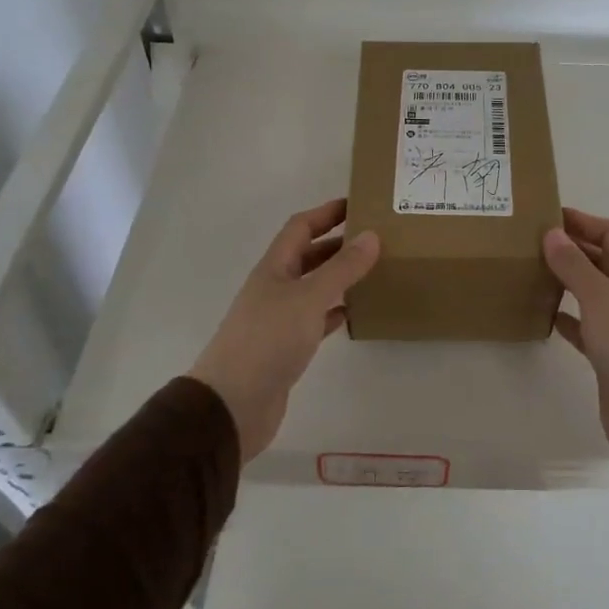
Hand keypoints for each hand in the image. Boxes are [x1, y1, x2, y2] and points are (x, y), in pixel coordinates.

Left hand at [188, 199, 378, 460]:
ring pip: (314, 287)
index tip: (359, 203)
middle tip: (376, 238)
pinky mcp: (286, 349)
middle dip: (338, 243)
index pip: (301, 227)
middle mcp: (274, 288)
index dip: (327, 212)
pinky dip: (334, 311)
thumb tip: (371, 236)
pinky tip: (355, 311)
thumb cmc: (268, 341)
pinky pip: (315, 320)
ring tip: (374, 270)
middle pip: (308, 256)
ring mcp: (279, 319)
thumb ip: (342, 268)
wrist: (232, 405)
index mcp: (274, 268)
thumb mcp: (309, 298)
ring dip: (339, 277)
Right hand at [544, 208, 608, 485]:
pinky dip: (565, 318)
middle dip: (571, 248)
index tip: (548, 216)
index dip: (584, 221)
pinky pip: (583, 327)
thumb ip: (575, 266)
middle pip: (599, 260)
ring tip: (531, 272)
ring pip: (589, 292)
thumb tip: (553, 233)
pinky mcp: (607, 356)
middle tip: (530, 241)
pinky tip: (543, 315)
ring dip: (565, 281)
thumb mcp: (601, 299)